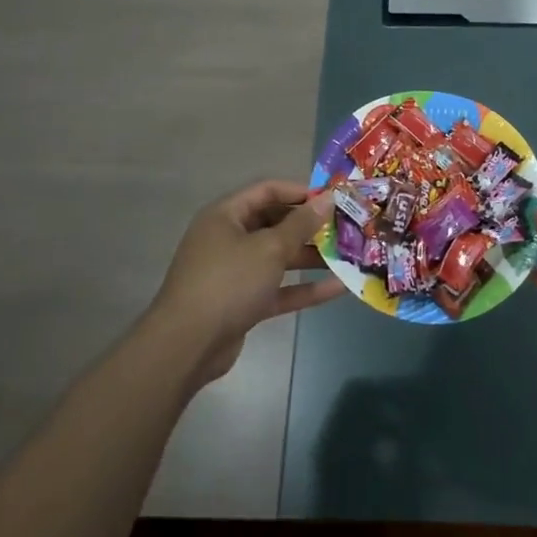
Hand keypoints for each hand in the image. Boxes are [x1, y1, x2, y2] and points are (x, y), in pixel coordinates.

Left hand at [149, 179, 341, 382]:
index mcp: (226, 216)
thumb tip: (328, 198)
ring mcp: (235, 273)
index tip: (333, 198)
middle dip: (309, 226)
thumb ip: (301, 224)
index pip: (267, 191)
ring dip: (311, 257)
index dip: (300, 191)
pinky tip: (338, 287)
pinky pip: (278, 288)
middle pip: (274, 224)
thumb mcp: (269, 248)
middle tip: (345, 227)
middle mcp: (228, 239)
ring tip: (348, 255)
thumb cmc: (228, 282)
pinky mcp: (243, 303)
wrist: (187, 345)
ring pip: (278, 258)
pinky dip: (304, 287)